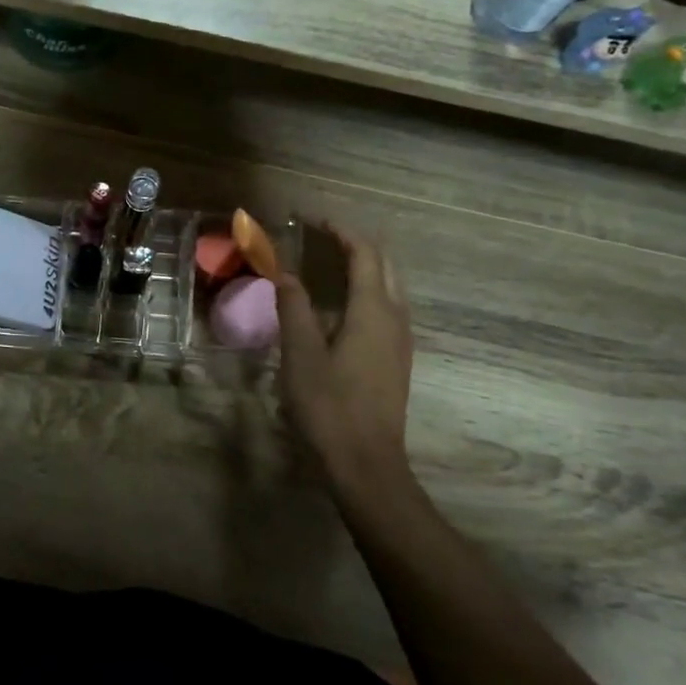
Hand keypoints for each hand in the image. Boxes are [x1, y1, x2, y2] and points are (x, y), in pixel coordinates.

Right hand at [276, 223, 414, 481]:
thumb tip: (284, 272)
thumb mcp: (300, 353)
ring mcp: (400, 341)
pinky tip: (340, 307)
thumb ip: (293, 307)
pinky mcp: (396, 360)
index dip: (340, 231)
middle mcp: (395, 318)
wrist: (366, 465)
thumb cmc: (329, 406)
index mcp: (373, 310)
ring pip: (389, 287)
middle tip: (320, 237)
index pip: (364, 253)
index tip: (312, 219)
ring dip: (363, 267)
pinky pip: (387, 308)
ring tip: (328, 263)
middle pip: (384, 265)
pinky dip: (366, 291)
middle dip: (355, 244)